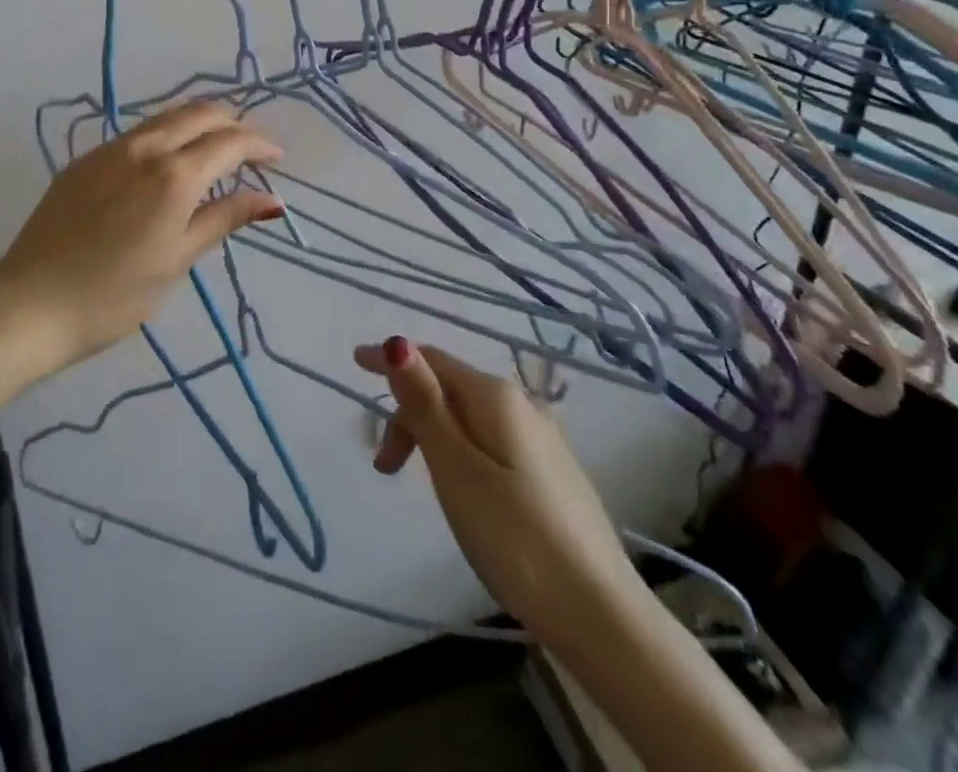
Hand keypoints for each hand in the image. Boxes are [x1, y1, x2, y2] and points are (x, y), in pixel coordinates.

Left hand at [0, 101, 283, 370]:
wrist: (29, 304)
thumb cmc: (113, 295)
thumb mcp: (176, 260)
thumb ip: (223, 219)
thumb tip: (272, 200)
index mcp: (173, 175)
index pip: (229, 142)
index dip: (259, 145)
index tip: (277, 158)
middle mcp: (144, 148)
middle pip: (199, 113)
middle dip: (232, 124)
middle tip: (251, 151)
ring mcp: (110, 149)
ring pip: (167, 118)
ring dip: (199, 125)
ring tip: (216, 152)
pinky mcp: (85, 160)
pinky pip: (138, 133)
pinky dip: (168, 136)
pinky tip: (168, 164)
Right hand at [354, 337, 639, 640]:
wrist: (601, 616)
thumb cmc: (515, 537)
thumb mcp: (456, 468)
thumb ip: (425, 403)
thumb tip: (399, 342)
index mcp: (496, 396)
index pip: (433, 360)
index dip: (392, 359)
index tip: (355, 362)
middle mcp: (522, 404)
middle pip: (450, 389)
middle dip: (409, 414)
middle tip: (385, 468)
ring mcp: (542, 438)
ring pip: (469, 418)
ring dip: (432, 437)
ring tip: (417, 483)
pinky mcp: (551, 472)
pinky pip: (490, 441)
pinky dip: (460, 452)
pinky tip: (461, 489)